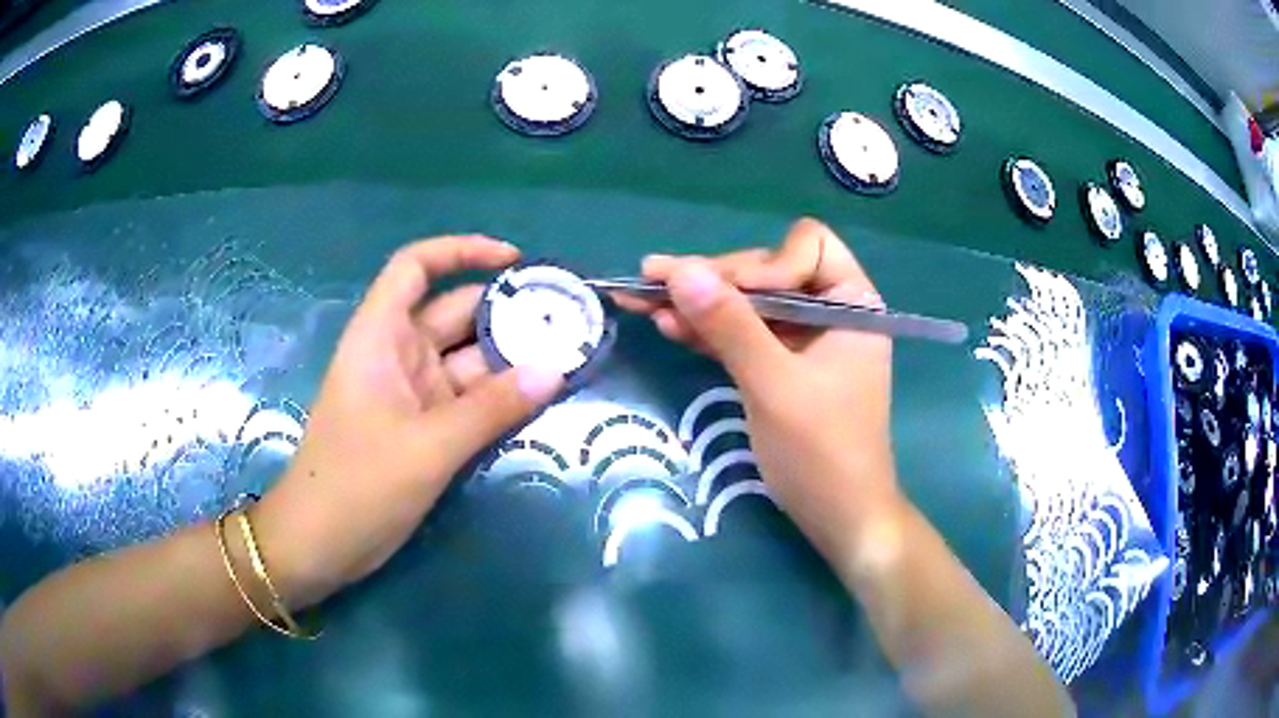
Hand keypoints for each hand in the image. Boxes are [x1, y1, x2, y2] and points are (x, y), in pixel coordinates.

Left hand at [254, 236, 563, 606]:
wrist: (319, 544)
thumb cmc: (357, 484)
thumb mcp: (427, 446)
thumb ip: (492, 408)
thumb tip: (556, 370)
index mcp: (381, 337)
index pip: (416, 267)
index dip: (461, 251)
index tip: (515, 260)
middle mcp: (398, 356)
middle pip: (454, 313)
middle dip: (507, 313)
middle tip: (569, 320)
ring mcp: (412, 394)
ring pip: (467, 361)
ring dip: (511, 360)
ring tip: (570, 358)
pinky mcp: (424, 429)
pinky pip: (468, 401)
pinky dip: (500, 398)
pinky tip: (541, 399)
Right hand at [617, 218, 901, 566]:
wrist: (840, 517)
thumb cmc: (821, 452)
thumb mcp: (773, 385)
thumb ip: (729, 325)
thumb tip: (679, 270)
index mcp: (851, 302)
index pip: (805, 247)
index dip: (762, 263)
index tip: (722, 294)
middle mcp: (831, 310)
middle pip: (767, 271)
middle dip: (713, 280)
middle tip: (650, 282)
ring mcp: (806, 339)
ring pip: (749, 304)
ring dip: (700, 304)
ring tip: (641, 301)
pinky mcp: (784, 365)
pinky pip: (744, 335)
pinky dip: (710, 331)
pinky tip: (669, 326)